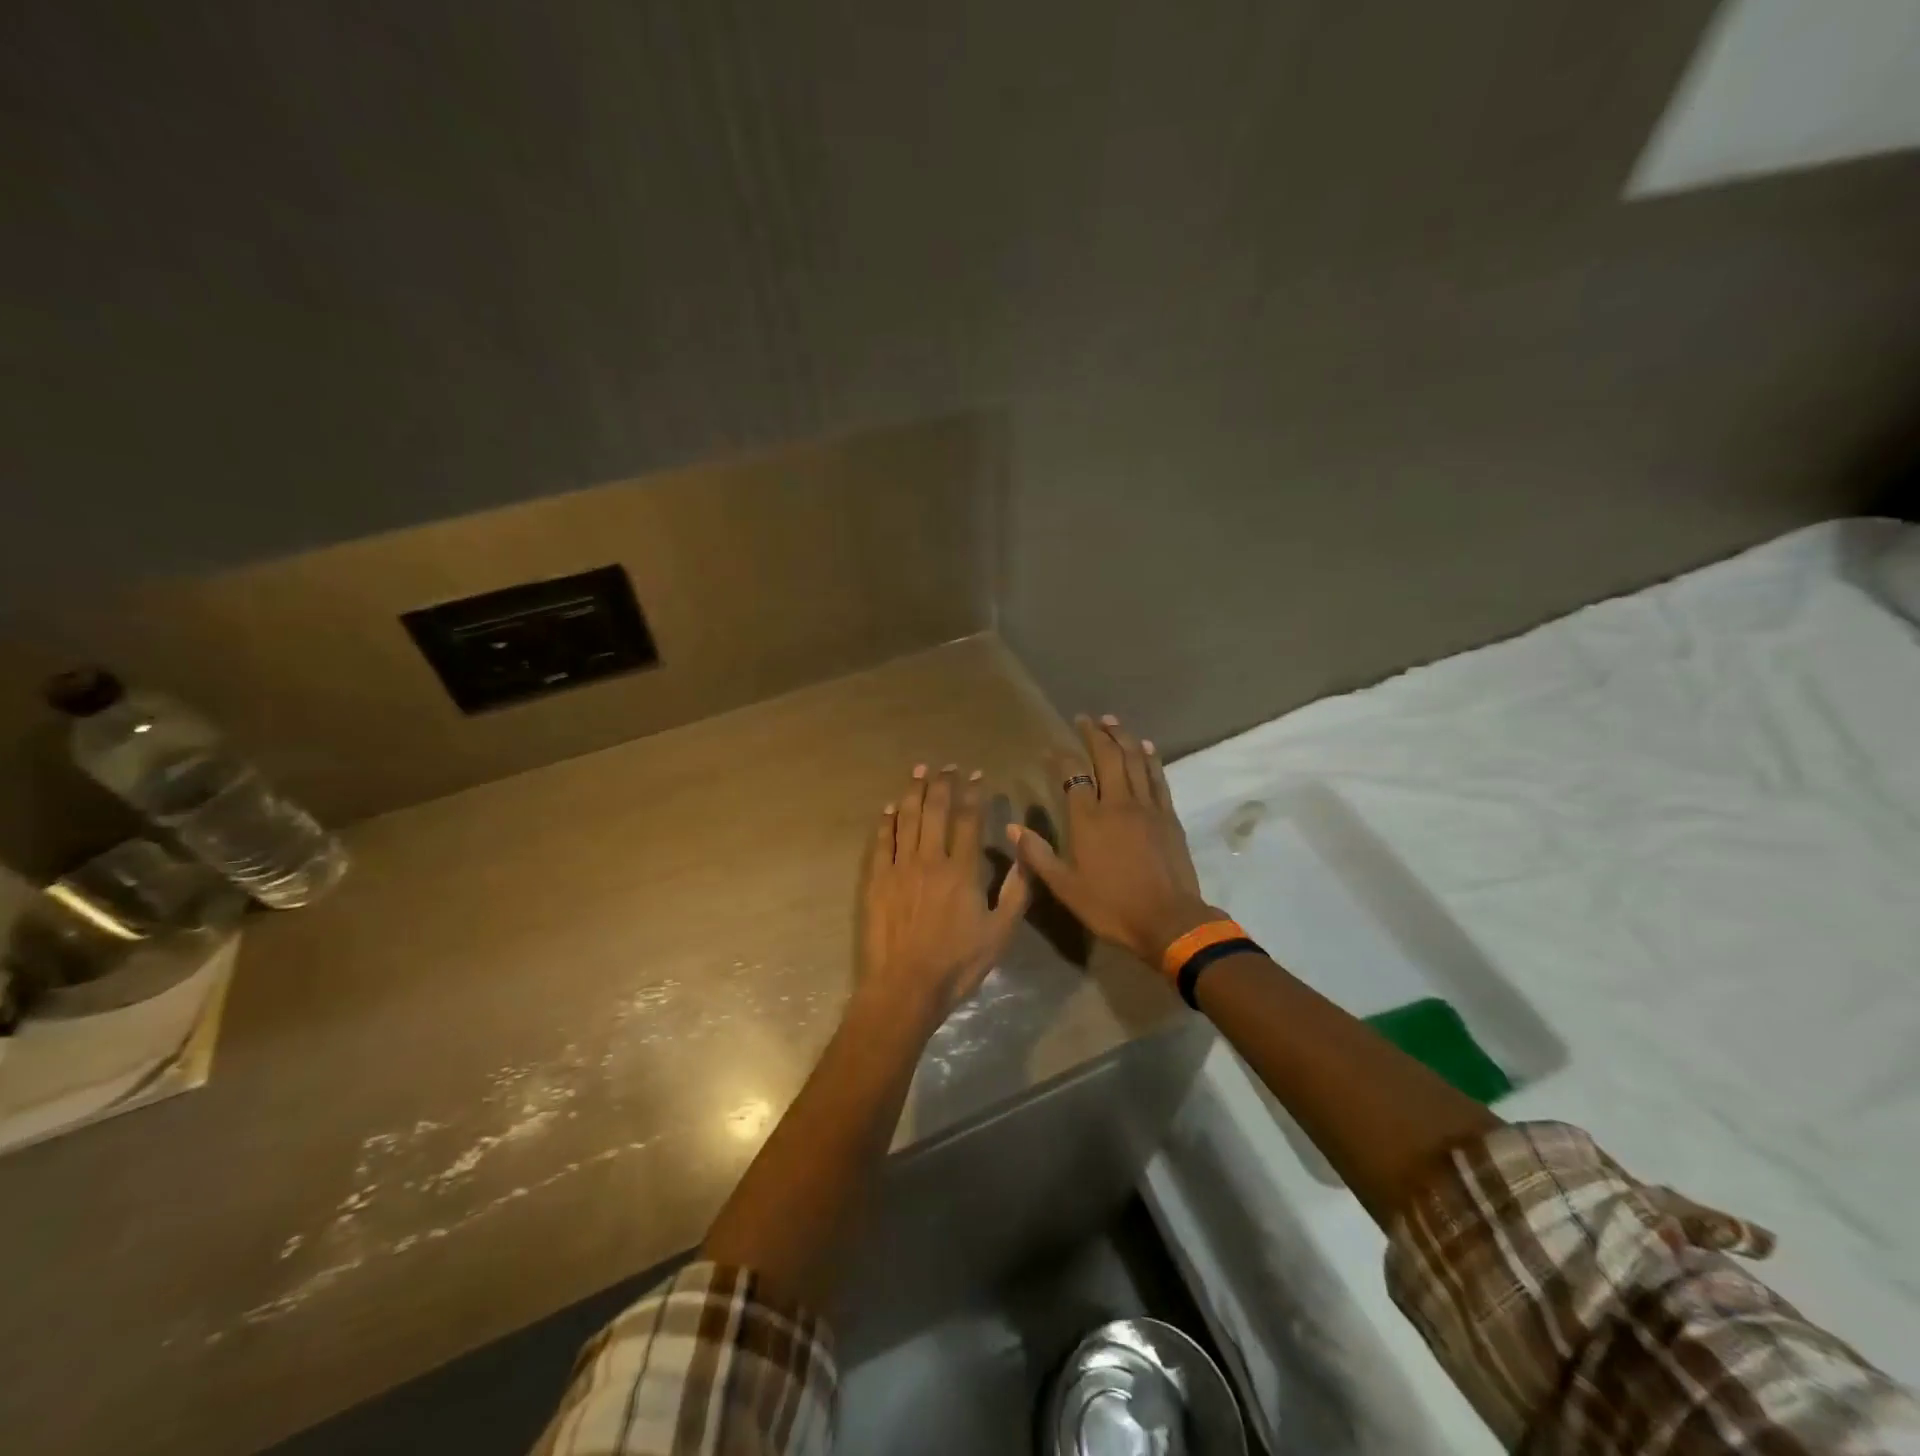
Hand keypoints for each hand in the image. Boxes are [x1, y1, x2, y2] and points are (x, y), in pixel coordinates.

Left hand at [858, 763, 1031, 1035]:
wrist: (905, 987)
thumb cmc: (958, 963)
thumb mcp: (1001, 932)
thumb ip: (1016, 889)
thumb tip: (1026, 851)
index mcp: (962, 870)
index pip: (969, 820)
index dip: (973, 794)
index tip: (976, 775)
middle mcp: (930, 859)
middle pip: (935, 811)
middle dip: (942, 784)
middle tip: (946, 766)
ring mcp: (900, 868)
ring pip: (906, 819)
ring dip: (913, 792)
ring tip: (918, 771)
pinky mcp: (877, 881)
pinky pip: (881, 842)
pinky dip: (885, 822)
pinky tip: (888, 809)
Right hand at [1008, 715, 1215, 965]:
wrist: (1169, 920)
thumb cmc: (1111, 906)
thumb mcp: (1065, 887)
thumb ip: (1038, 855)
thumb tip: (1011, 827)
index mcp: (1088, 820)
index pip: (1072, 776)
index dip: (1061, 758)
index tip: (1052, 746)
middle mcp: (1117, 803)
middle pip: (1107, 758)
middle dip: (1095, 734)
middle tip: (1085, 719)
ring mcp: (1147, 807)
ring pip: (1134, 761)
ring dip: (1122, 737)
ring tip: (1112, 721)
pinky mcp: (1169, 816)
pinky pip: (1158, 778)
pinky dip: (1150, 758)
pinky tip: (1146, 747)